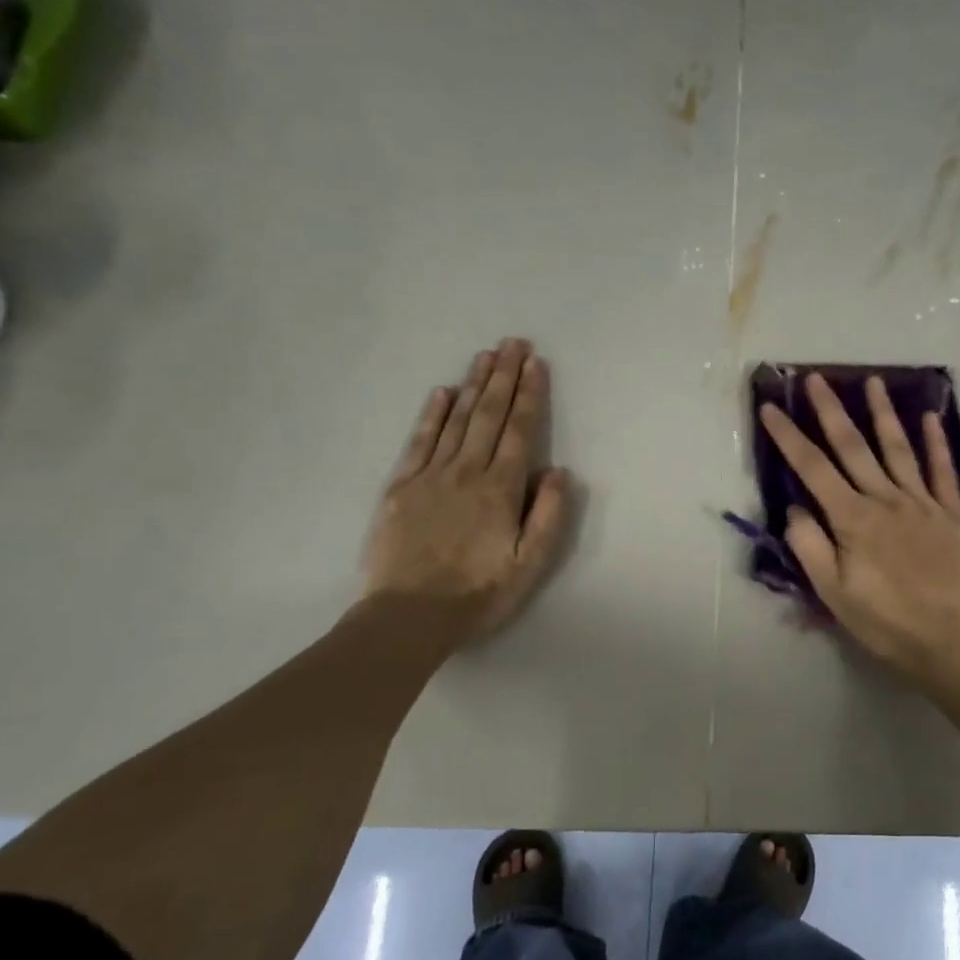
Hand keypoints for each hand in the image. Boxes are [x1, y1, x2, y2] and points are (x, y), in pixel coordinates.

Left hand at [363, 338, 573, 642]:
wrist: (409, 615)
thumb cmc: (478, 592)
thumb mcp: (530, 563)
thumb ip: (548, 515)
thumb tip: (558, 471)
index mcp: (500, 489)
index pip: (520, 431)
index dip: (530, 395)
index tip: (536, 364)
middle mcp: (467, 471)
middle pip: (489, 415)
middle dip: (504, 376)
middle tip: (513, 343)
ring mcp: (430, 476)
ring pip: (456, 420)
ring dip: (473, 385)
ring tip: (485, 356)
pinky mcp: (400, 487)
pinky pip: (419, 441)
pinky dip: (432, 414)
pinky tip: (442, 393)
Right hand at [760, 373, 959, 682]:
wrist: (949, 640)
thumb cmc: (884, 621)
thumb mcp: (833, 593)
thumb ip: (810, 547)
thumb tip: (796, 508)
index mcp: (853, 519)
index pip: (813, 469)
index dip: (789, 437)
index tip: (772, 408)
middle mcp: (886, 500)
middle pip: (854, 447)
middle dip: (831, 411)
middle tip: (816, 378)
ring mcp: (922, 503)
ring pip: (899, 449)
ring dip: (883, 414)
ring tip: (873, 381)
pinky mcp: (952, 514)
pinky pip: (944, 472)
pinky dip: (937, 444)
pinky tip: (931, 419)